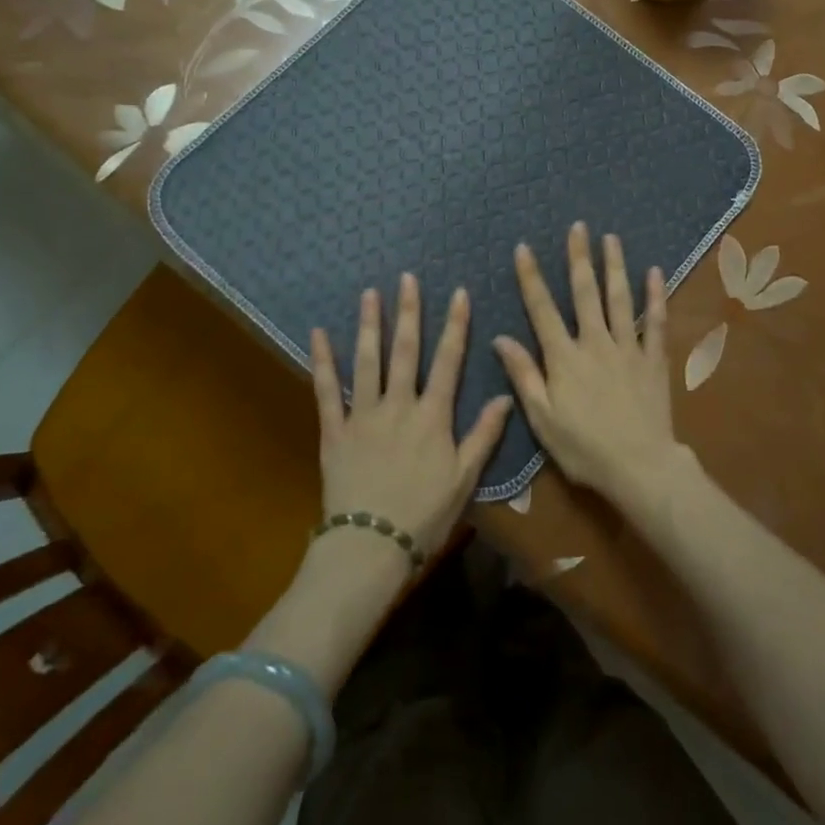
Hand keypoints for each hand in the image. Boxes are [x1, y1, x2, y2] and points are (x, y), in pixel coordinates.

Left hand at [310, 274, 511, 560]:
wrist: (371, 545)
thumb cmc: (425, 515)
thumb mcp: (464, 478)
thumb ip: (484, 434)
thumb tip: (506, 396)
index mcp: (433, 416)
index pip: (449, 361)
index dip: (455, 326)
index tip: (459, 294)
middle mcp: (399, 406)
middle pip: (405, 351)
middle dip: (408, 312)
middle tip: (407, 278)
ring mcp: (363, 415)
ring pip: (367, 362)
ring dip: (369, 325)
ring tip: (370, 294)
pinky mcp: (334, 431)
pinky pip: (326, 391)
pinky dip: (322, 361)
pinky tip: (318, 334)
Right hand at [493, 222, 685, 511]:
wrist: (639, 466)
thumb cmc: (584, 448)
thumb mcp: (542, 418)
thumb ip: (524, 375)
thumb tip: (500, 338)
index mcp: (564, 358)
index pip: (542, 309)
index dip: (531, 277)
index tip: (524, 248)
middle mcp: (595, 343)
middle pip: (585, 292)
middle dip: (579, 257)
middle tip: (578, 227)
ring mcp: (627, 348)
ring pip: (619, 298)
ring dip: (614, 266)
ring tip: (611, 237)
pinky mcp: (653, 359)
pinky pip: (655, 321)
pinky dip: (655, 296)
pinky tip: (654, 272)